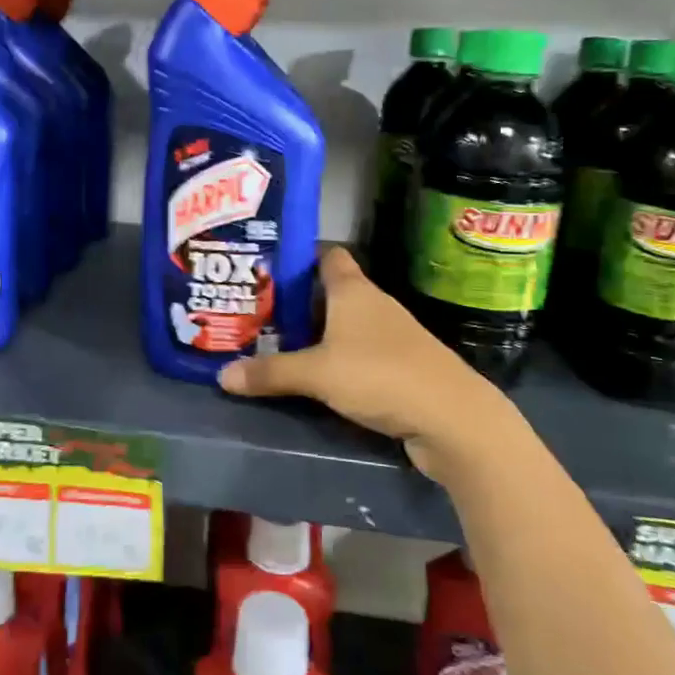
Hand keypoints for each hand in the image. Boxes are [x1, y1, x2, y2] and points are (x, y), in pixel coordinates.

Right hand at [216, 246, 520, 483]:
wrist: (452, 419)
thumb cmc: (380, 375)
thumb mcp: (317, 374)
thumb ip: (270, 373)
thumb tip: (222, 376)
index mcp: (354, 290)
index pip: (327, 256)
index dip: (299, 257)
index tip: (267, 268)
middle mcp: (374, 305)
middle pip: (330, 292)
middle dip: (296, 300)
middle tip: (257, 312)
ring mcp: (391, 336)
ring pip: (344, 324)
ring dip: (316, 333)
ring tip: (276, 343)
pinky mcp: (400, 366)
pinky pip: (358, 352)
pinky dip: (337, 358)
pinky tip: (315, 376)